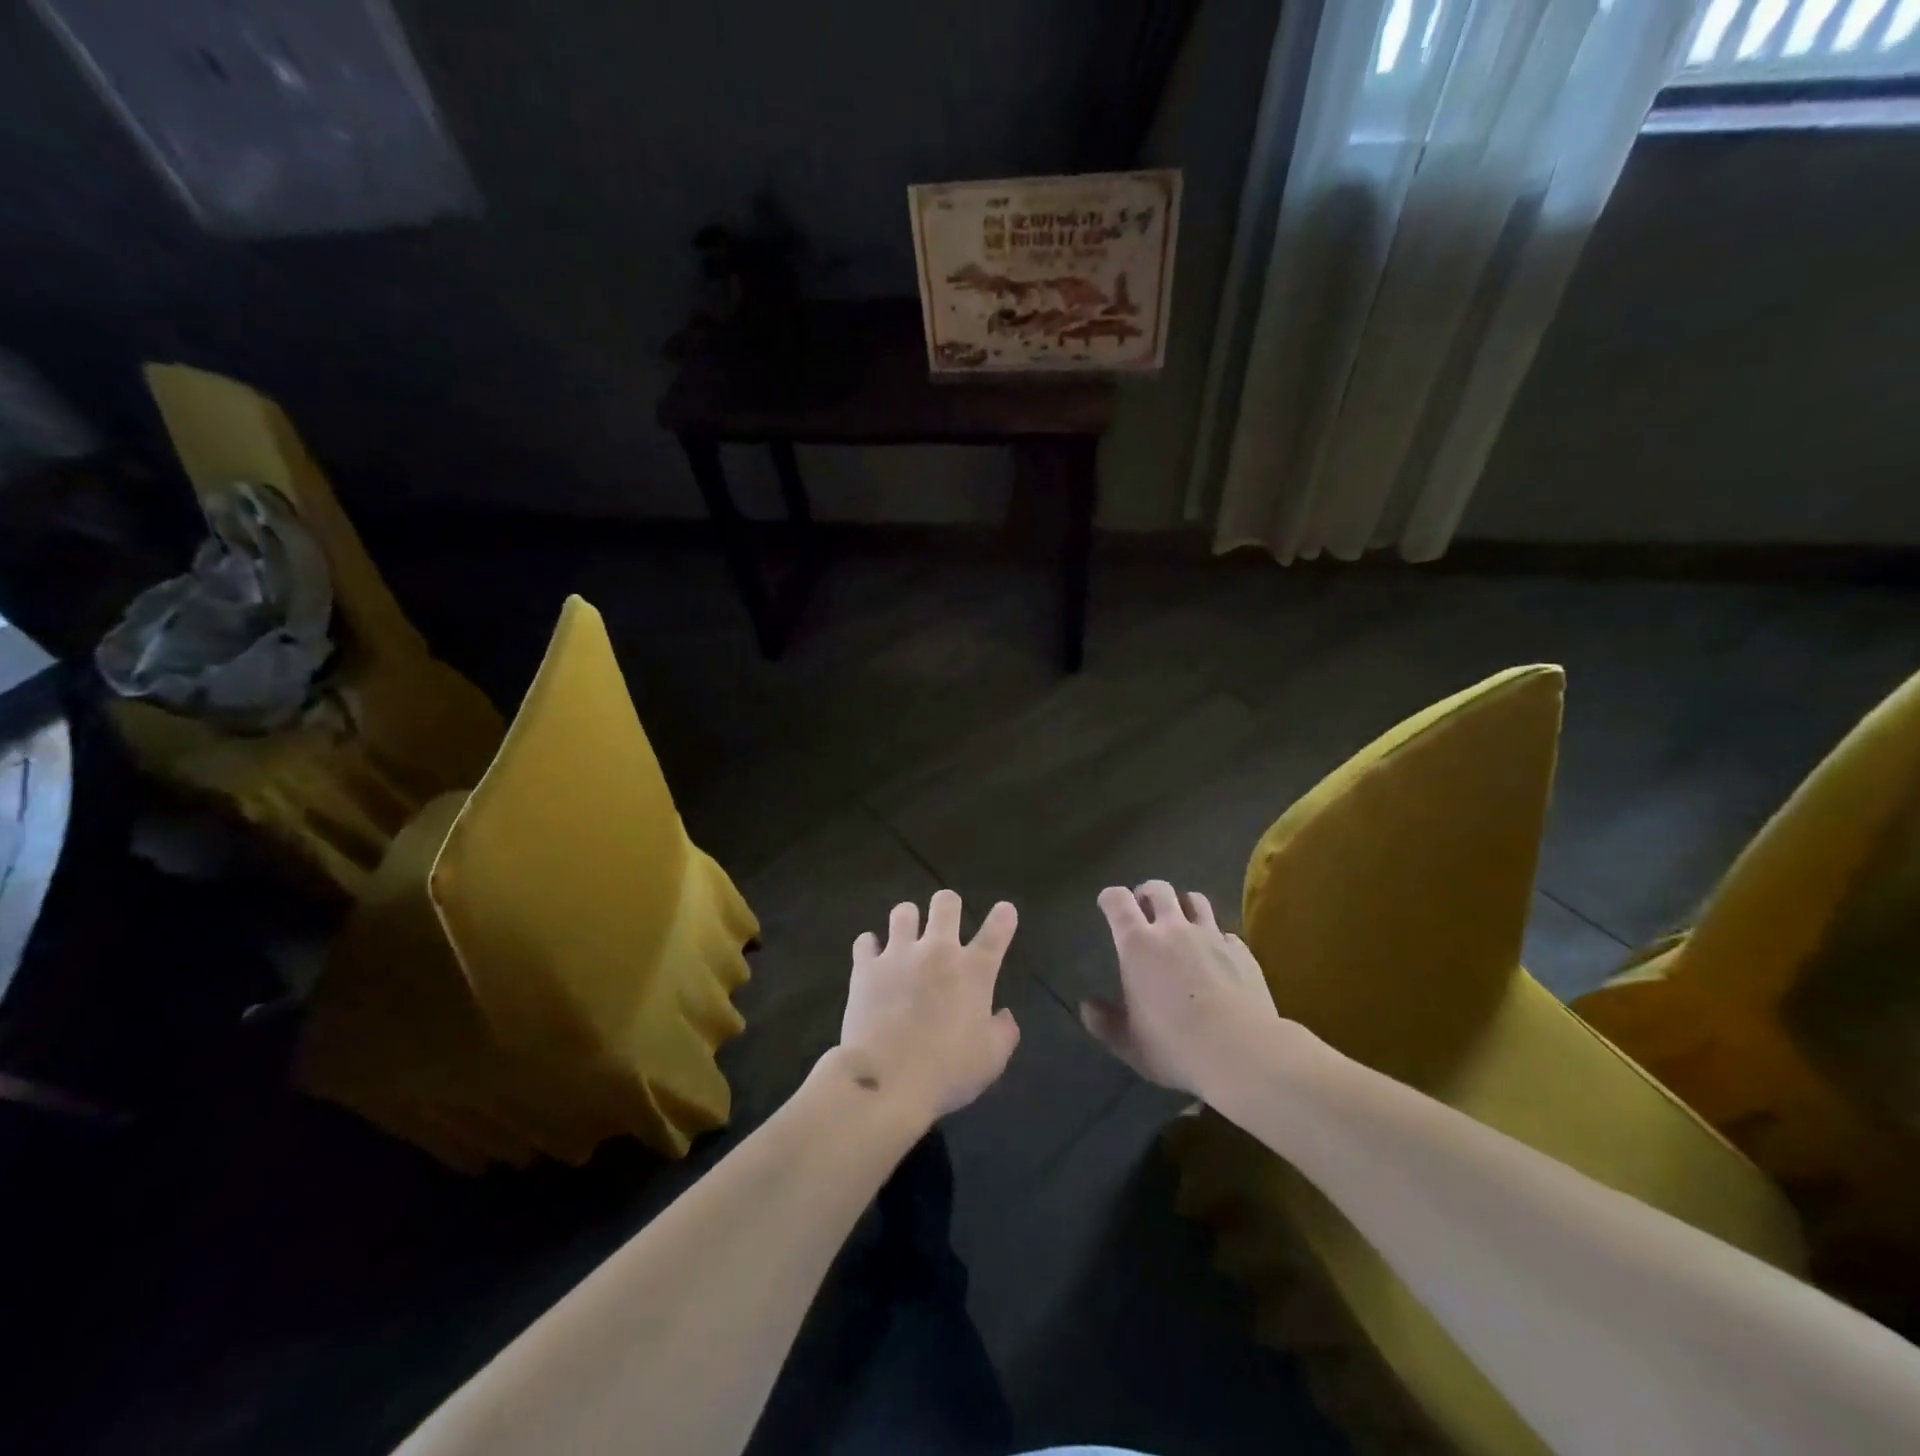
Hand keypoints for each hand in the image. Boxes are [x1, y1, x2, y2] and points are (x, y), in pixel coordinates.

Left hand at [835, 890, 1021, 1121]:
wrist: (887, 1081)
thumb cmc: (947, 1072)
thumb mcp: (992, 1059)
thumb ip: (1004, 1031)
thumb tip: (1003, 1015)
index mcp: (973, 971)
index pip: (996, 932)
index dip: (1004, 917)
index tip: (1005, 911)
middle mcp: (937, 951)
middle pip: (946, 902)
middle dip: (948, 905)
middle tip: (946, 922)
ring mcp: (898, 955)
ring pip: (903, 911)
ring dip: (908, 921)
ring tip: (906, 936)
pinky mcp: (866, 967)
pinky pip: (865, 941)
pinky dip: (870, 947)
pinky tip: (872, 958)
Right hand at [1082, 880, 1286, 1099]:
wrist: (1242, 1053)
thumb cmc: (1175, 1046)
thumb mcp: (1128, 1043)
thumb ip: (1104, 1022)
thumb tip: (1087, 1005)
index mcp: (1137, 944)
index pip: (1117, 900)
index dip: (1110, 898)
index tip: (1107, 905)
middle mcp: (1173, 929)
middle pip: (1158, 889)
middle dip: (1147, 893)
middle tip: (1143, 909)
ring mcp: (1211, 936)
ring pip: (1195, 900)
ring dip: (1183, 905)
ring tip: (1181, 921)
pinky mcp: (1241, 951)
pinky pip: (1225, 932)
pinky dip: (1216, 937)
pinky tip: (1216, 954)